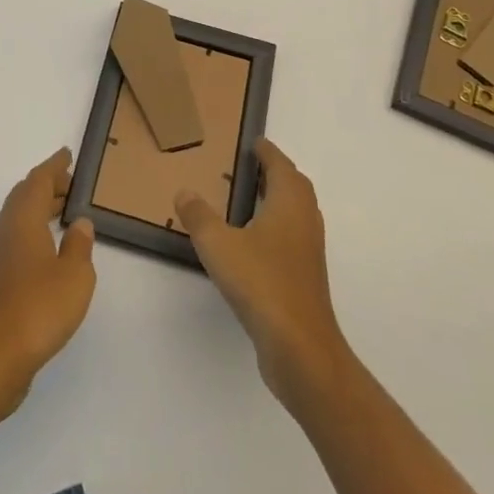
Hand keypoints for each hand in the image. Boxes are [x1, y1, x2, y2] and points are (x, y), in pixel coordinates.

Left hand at [0, 148, 95, 411]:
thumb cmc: (38, 308)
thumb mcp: (75, 276)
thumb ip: (80, 245)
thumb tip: (79, 222)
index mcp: (24, 218)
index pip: (39, 180)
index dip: (54, 166)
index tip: (67, 155)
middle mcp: (7, 229)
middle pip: (26, 194)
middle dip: (48, 185)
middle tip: (71, 183)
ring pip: (20, 217)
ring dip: (40, 207)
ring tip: (64, 211)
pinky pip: (18, 237)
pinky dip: (35, 230)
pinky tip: (49, 249)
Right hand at [176, 138, 348, 407]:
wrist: (301, 350)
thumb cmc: (262, 284)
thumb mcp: (218, 245)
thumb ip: (199, 216)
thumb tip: (184, 192)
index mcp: (289, 204)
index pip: (281, 166)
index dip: (268, 153)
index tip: (255, 143)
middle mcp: (304, 222)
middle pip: (295, 187)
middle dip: (277, 174)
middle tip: (251, 167)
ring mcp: (309, 253)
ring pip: (297, 214)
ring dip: (279, 201)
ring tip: (250, 200)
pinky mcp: (306, 280)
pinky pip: (292, 239)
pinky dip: (277, 229)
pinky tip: (254, 243)